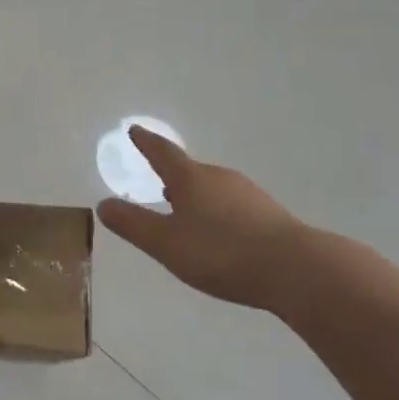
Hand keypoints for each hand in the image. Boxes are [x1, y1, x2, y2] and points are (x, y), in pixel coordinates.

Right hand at [97, 126, 313, 312]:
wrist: (296, 269)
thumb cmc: (222, 252)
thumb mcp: (167, 244)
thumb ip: (133, 224)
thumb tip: (103, 204)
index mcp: (191, 179)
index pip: (162, 153)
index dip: (146, 143)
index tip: (135, 130)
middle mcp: (219, 178)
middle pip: (189, 171)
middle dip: (172, 175)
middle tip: (158, 181)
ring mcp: (247, 193)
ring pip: (212, 188)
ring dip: (195, 196)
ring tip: (183, 210)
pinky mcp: (267, 213)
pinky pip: (231, 204)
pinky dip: (216, 211)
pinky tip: (218, 232)